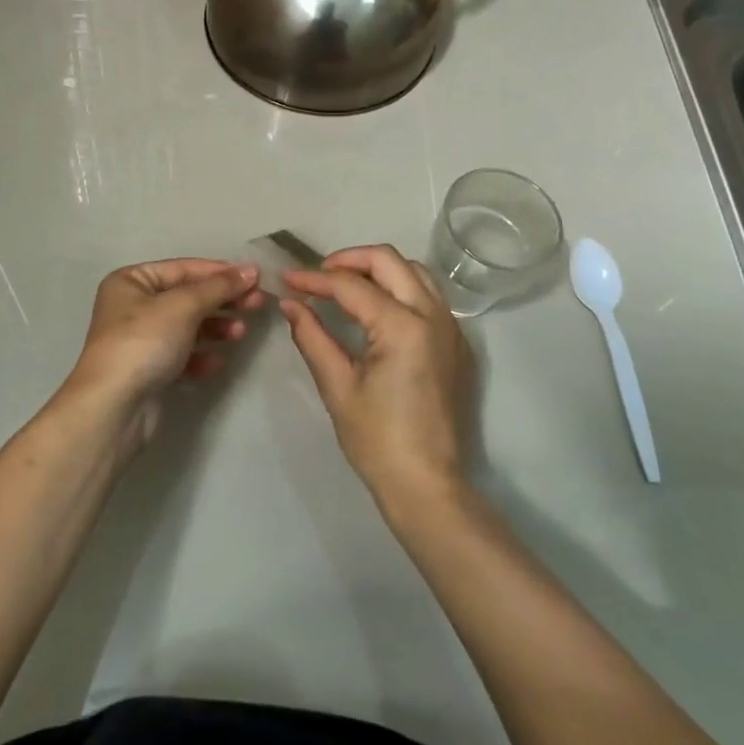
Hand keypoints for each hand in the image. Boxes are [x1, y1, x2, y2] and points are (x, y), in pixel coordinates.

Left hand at [59, 259, 265, 447]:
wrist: (114, 407)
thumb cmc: (144, 342)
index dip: (220, 272)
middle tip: (258, 304)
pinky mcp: (148, 371)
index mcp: (131, 281)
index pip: (183, 268)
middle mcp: (132, 306)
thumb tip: (251, 269)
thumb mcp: (184, 306)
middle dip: (222, 301)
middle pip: (187, 297)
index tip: (256, 277)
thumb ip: (219, 286)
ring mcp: (140, 340)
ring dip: (216, 328)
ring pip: (187, 327)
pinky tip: (217, 362)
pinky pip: (182, 355)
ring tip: (240, 334)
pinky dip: (201, 356)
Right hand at [281, 245, 471, 508]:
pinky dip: (399, 287)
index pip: (350, 285)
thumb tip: (290, 304)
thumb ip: (312, 336)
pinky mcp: (456, 343)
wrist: (427, 485)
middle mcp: (433, 315)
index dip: (314, 279)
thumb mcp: (337, 386)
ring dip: (378, 269)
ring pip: (414, 272)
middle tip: (318, 276)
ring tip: (345, 286)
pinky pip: (428, 295)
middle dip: (349, 260)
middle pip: (389, 260)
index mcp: (402, 326)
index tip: (287, 280)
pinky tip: (376, 308)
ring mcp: (451, 328)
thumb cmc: (377, 440)